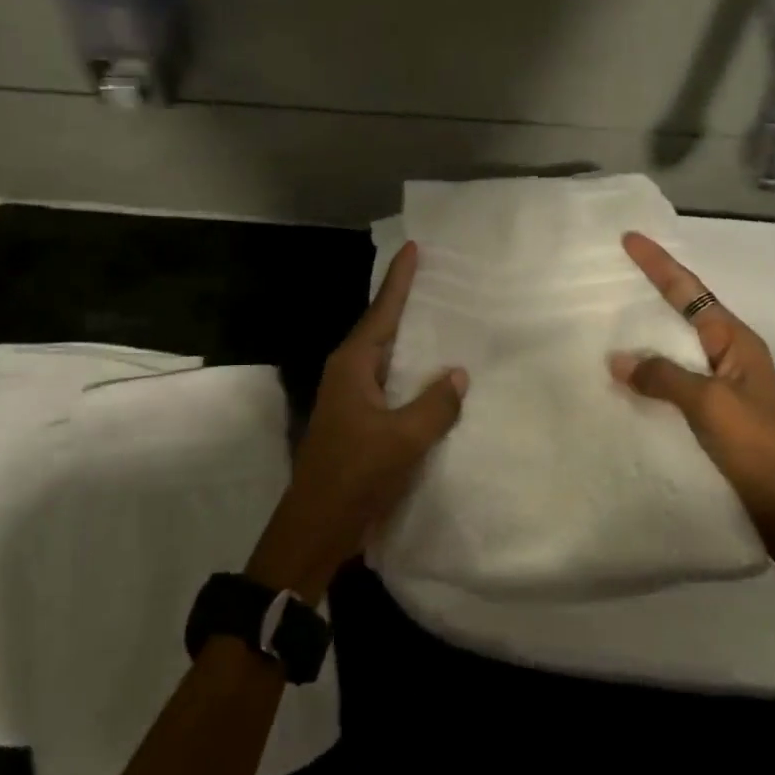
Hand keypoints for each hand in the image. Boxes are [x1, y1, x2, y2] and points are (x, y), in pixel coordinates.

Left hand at [247, 242, 467, 600]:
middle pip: (384, 329)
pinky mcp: (362, 422)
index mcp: (353, 365)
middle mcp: (351, 374)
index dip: (399, 280)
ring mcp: (354, 399)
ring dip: (415, 343)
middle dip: (410, 305)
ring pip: (390, 360)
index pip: (382, 311)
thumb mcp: (402, 438)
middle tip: (443, 280)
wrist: (317, 527)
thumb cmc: (355, 475)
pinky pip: (393, 387)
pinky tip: (438, 380)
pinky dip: (414, 377)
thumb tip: (457, 373)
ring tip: (448, 322)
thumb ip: (434, 404)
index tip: (413, 248)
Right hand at [610, 232, 774, 585]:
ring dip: (647, 334)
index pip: (690, 292)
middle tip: (614, 277)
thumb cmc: (757, 444)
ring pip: (676, 347)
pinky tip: (626, 378)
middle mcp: (729, 355)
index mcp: (735, 341)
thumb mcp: (710, 403)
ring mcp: (721, 385)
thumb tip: (619, 359)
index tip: (630, 238)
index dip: (659, 265)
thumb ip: (663, 377)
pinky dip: (649, 372)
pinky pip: (673, 380)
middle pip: (684, 312)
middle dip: (652, 292)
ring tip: (610, 322)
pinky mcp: (712, 414)